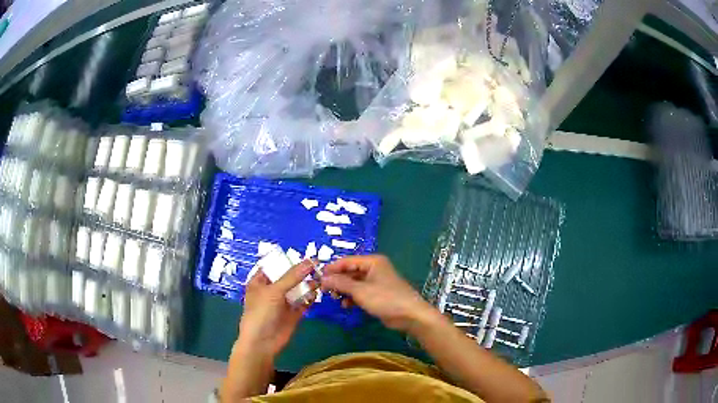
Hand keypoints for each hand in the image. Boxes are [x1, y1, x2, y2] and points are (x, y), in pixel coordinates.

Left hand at [237, 260, 316, 355]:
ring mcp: (283, 302)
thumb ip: (292, 276)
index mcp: (260, 281)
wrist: (262, 343)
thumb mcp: (274, 291)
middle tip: (319, 265)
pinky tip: (317, 294)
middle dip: (302, 272)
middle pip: (289, 277)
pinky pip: (304, 302)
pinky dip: (310, 298)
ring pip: (298, 289)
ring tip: (320, 279)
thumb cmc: (261, 313)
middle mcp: (272, 290)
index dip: (288, 260)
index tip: (306, 254)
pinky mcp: (293, 314)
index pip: (275, 266)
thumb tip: (310, 261)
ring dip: (308, 285)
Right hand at [320, 255, 435, 332]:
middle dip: (337, 281)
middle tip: (323, 290)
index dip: (332, 268)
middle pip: (350, 271)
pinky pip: (360, 292)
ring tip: (334, 298)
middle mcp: (374, 268)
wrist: (409, 315)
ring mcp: (376, 282)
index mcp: (372, 262)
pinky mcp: (377, 294)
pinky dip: (352, 297)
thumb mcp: (361, 291)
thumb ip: (341, 283)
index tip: (318, 277)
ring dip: (344, 290)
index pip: (347, 261)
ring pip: (354, 283)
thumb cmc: (386, 299)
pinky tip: (346, 305)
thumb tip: (323, 278)